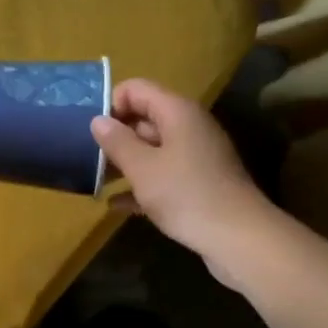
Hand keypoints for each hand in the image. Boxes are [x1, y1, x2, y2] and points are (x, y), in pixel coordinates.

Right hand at [91, 79, 278, 280]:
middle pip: (144, 119)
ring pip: (152, 149)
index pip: (136, 89)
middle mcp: (188, 127)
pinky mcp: (199, 183)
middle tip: (88, 159)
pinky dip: (142, 185)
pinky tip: (116, 205)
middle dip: (115, 137)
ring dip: (125, 163)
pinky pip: (164, 175)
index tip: (91, 131)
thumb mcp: (143, 168)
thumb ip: (117, 142)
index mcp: (177, 112)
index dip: (111, 104)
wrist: (240, 238)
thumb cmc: (186, 195)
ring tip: (96, 181)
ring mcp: (196, 156)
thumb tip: (98, 120)